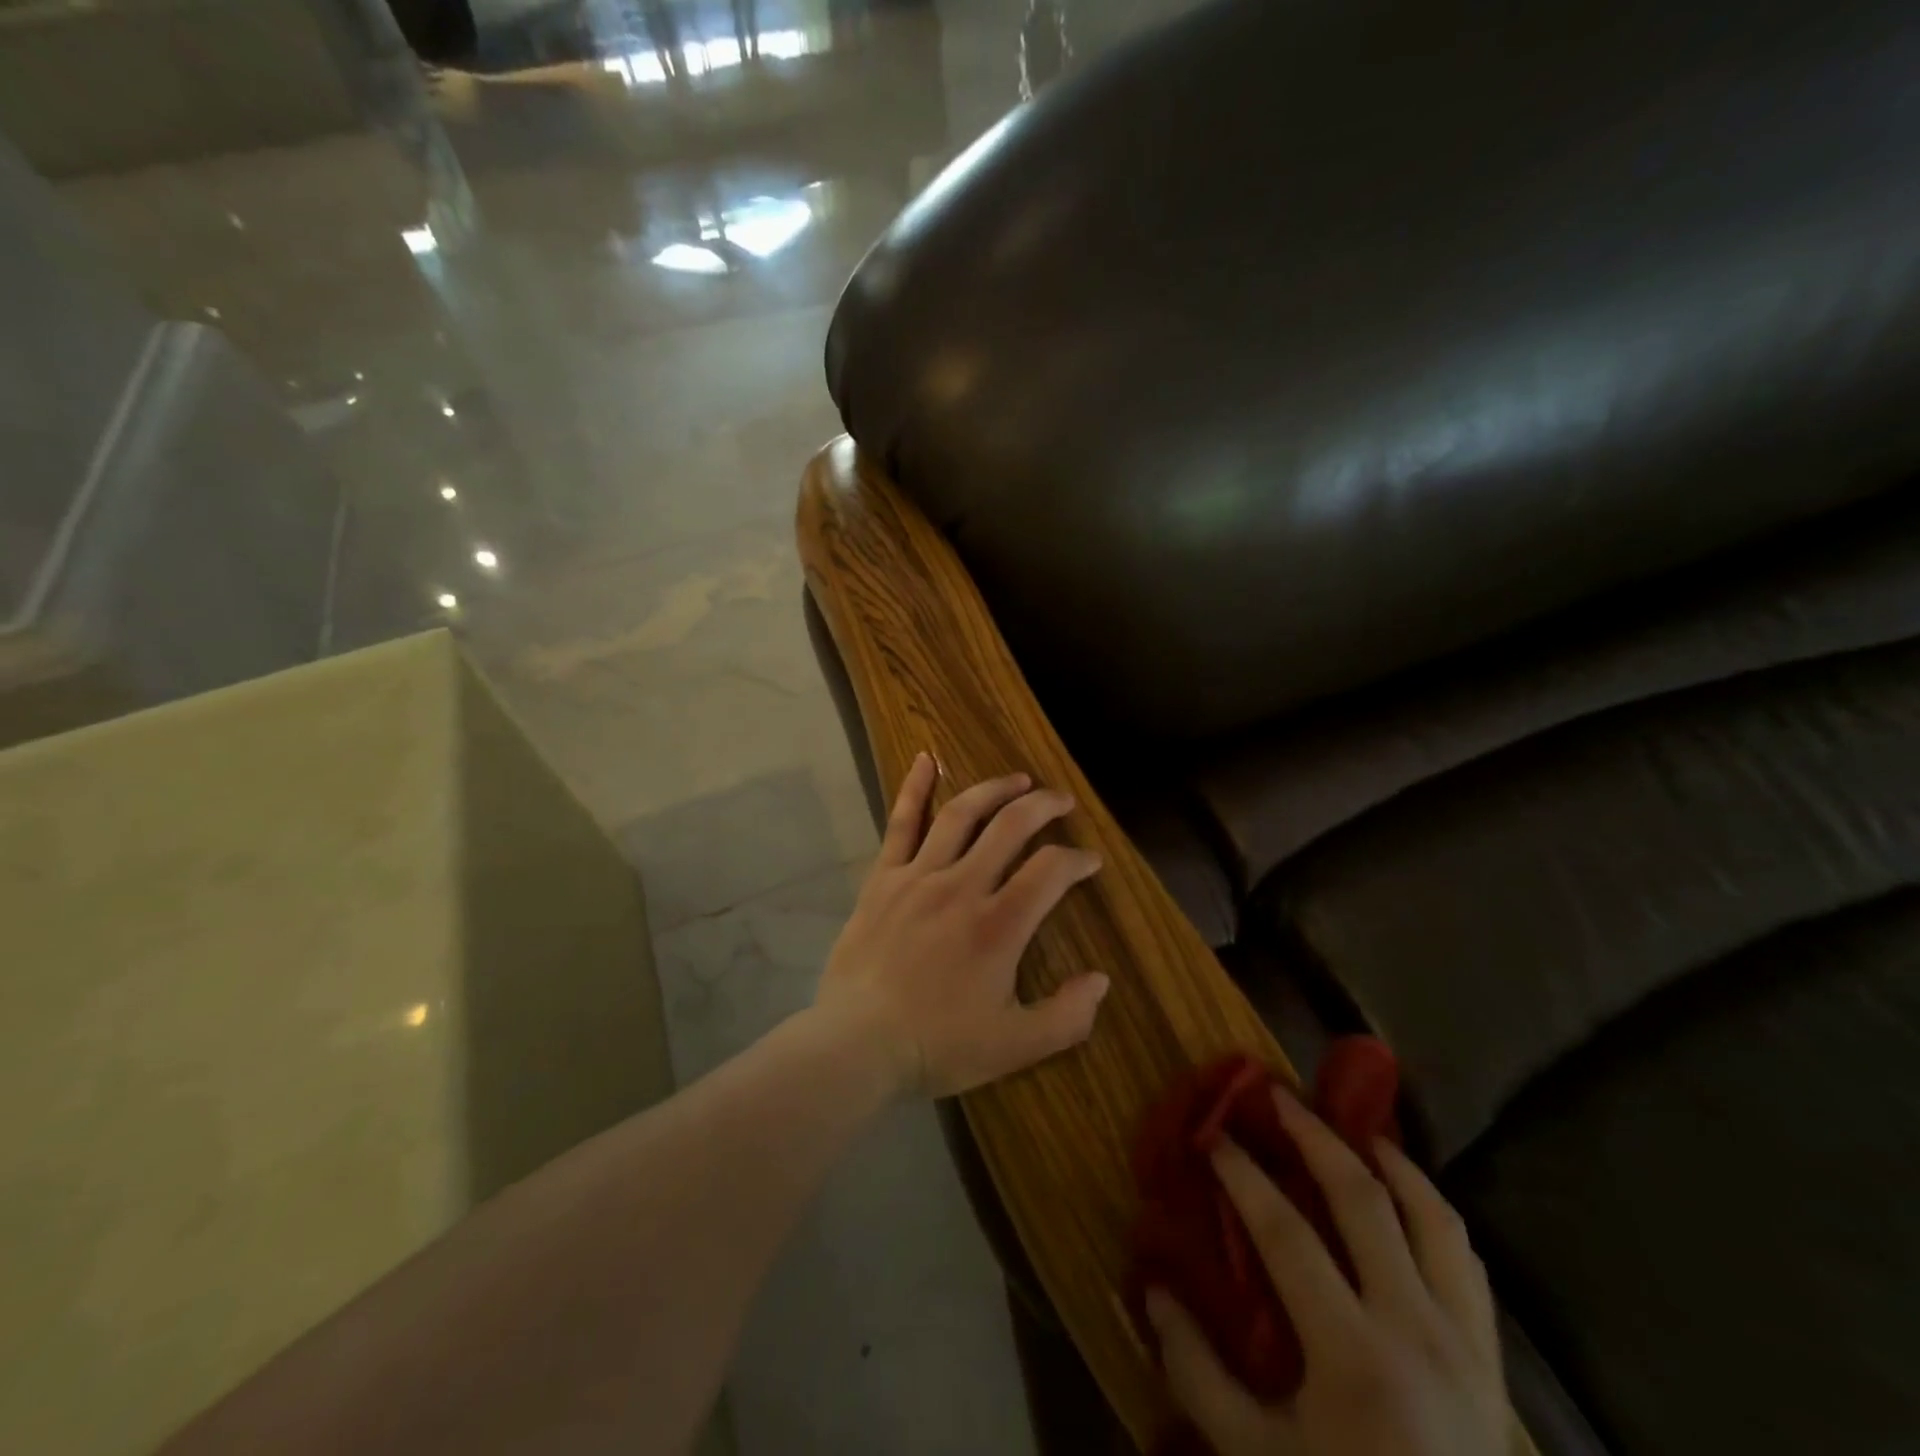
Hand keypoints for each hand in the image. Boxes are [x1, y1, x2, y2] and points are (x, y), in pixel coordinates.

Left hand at [814, 752, 1109, 1098]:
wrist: (856, 1044)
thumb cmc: (937, 1045)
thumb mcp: (1015, 1046)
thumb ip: (1066, 1016)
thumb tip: (1100, 980)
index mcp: (999, 925)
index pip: (1051, 871)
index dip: (1077, 860)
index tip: (1090, 862)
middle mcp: (963, 886)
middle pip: (1011, 827)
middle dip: (1044, 807)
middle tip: (1062, 801)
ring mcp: (919, 877)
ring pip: (962, 814)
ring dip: (994, 790)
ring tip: (1018, 780)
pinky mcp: (884, 878)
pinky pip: (901, 823)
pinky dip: (915, 788)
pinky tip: (925, 758)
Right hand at [1146, 1091, 1506, 1455]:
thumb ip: (1197, 1372)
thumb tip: (1152, 1289)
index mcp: (1354, 1355)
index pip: (1287, 1234)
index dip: (1244, 1176)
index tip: (1214, 1135)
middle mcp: (1417, 1329)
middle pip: (1364, 1200)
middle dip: (1315, 1137)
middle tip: (1279, 1097)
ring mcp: (1465, 1342)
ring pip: (1434, 1218)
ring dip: (1392, 1162)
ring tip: (1355, 1130)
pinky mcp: (1492, 1361)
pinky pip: (1467, 1263)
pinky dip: (1434, 1213)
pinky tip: (1407, 1198)